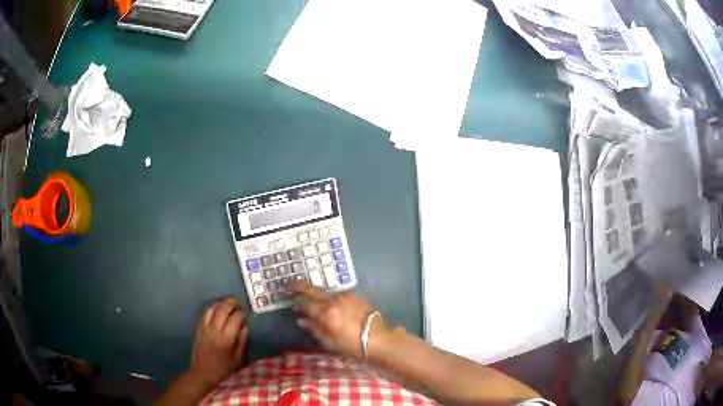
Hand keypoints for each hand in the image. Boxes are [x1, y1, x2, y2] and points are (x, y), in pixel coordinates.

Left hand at [190, 297, 248, 387]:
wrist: (203, 373)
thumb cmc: (223, 369)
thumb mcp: (238, 359)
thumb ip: (242, 342)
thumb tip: (245, 328)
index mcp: (226, 339)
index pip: (234, 319)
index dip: (241, 313)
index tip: (246, 313)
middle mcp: (214, 330)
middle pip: (222, 310)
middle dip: (230, 303)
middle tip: (237, 302)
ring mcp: (204, 328)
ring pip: (211, 309)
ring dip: (219, 304)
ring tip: (226, 304)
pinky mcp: (198, 329)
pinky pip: (203, 314)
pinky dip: (210, 308)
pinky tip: (215, 309)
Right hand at [291, 282, 381, 358]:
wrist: (379, 340)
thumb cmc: (352, 346)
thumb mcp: (330, 342)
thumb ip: (314, 329)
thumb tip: (301, 320)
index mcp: (326, 314)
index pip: (306, 305)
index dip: (298, 305)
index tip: (293, 306)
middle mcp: (334, 301)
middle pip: (313, 292)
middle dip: (300, 287)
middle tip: (289, 285)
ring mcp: (345, 298)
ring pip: (325, 292)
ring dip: (316, 293)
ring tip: (309, 295)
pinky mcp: (354, 297)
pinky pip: (337, 295)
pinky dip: (329, 297)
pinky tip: (328, 302)